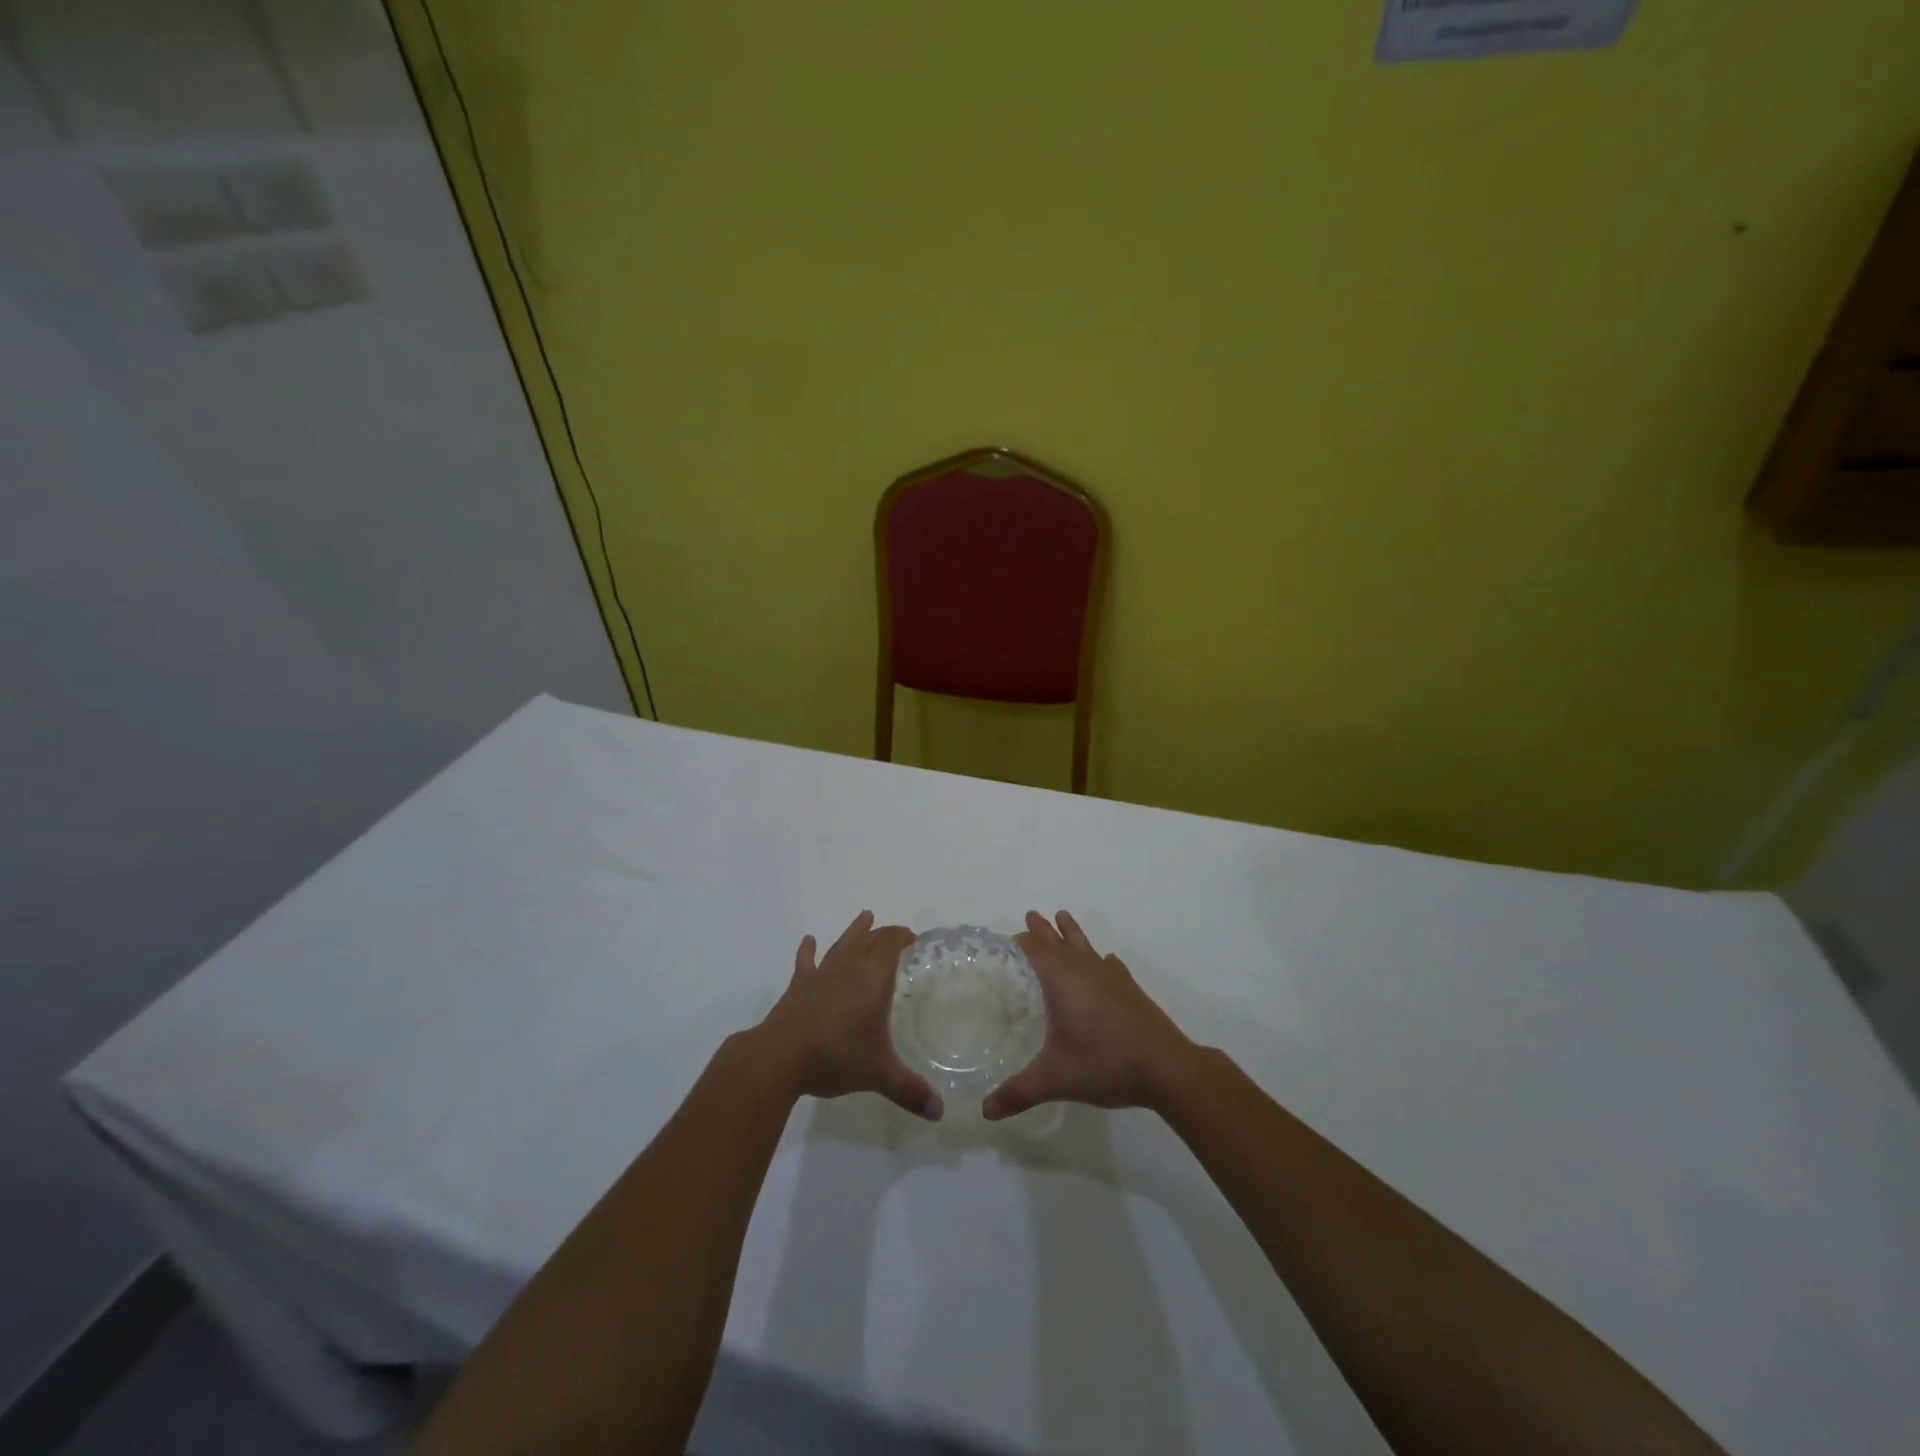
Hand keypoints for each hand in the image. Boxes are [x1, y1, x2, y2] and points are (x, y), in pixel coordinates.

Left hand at [757, 911, 941, 1120]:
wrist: (781, 1056)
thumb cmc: (836, 1057)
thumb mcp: (879, 1075)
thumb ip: (910, 1091)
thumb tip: (940, 1112)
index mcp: (873, 980)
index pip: (891, 945)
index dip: (903, 937)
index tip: (914, 938)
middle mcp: (849, 969)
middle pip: (870, 940)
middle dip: (885, 934)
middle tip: (896, 934)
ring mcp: (821, 974)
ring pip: (842, 943)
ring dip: (855, 930)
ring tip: (865, 916)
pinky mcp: (798, 986)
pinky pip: (806, 961)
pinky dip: (808, 950)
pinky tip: (808, 941)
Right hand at [983, 911, 1195, 1120]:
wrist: (1166, 1067)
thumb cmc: (1105, 1064)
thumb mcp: (1055, 1079)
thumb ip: (1018, 1092)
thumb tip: (985, 1111)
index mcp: (1062, 981)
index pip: (1036, 949)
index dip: (1021, 940)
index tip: (1006, 938)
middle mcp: (1085, 970)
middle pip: (1059, 942)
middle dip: (1043, 930)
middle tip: (1031, 914)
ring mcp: (1111, 978)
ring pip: (1086, 946)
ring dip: (1072, 933)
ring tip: (1063, 916)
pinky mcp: (1131, 989)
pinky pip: (1111, 965)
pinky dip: (1102, 960)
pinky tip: (1107, 962)